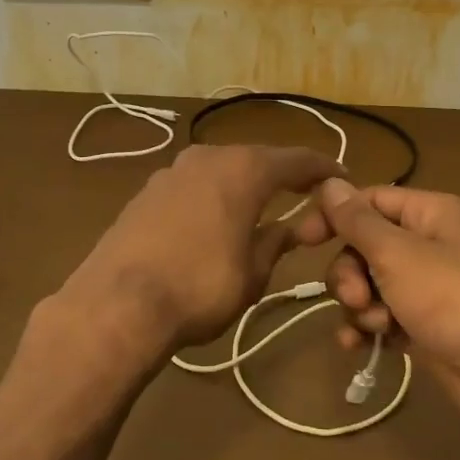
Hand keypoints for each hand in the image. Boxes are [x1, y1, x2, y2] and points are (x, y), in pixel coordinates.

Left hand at [53, 145, 343, 378]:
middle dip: (283, 176)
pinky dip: (215, 195)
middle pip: (257, 160)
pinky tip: (217, 218)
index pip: (296, 160)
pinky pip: (195, 185)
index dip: (323, 169)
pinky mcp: (147, 191)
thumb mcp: (253, 272)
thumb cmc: (200, 287)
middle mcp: (209, 157)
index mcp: (244, 169)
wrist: (117, 302)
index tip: (342, 178)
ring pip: (222, 170)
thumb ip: (278, 240)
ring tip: (262, 207)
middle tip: (305, 195)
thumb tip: (298, 227)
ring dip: (245, 185)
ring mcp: (173, 171)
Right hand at [296, 179, 459, 448]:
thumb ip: (358, 221)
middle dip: (350, 273)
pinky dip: (369, 328)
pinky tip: (360, 346)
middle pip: (366, 245)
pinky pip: (384, 316)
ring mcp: (429, 287)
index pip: (370, 200)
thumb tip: (329, 182)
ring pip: (371, 284)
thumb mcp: (398, 254)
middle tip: (357, 298)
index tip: (303, 240)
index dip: (335, 216)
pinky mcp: (426, 325)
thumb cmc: (453, 299)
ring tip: (374, 326)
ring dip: (360, 305)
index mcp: (431, 213)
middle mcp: (430, 243)